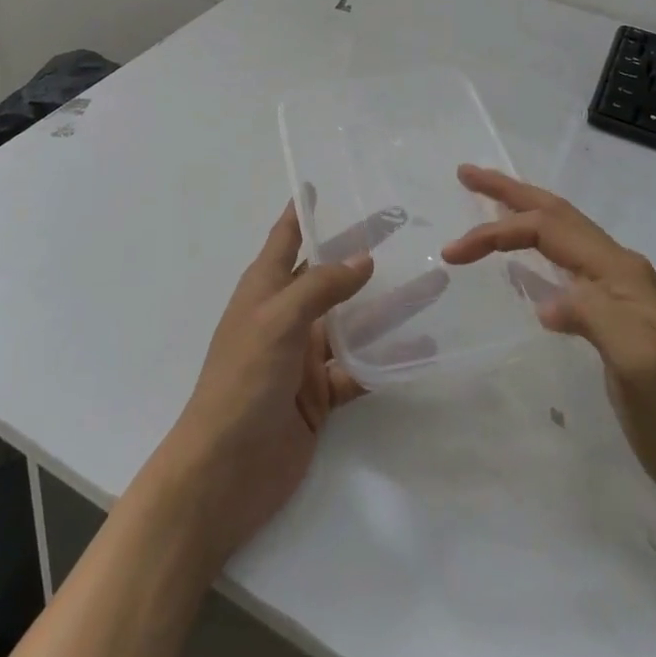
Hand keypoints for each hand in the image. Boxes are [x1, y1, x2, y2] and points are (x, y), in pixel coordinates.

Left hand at [159, 199, 441, 565]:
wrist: (223, 473)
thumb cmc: (242, 381)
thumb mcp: (277, 321)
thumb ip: (321, 287)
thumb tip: (364, 259)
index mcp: (264, 289)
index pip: (285, 238)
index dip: (302, 210)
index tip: (321, 183)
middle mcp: (285, 316)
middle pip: (329, 275)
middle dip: (360, 252)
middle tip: (403, 229)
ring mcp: (303, 357)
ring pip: (352, 322)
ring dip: (388, 306)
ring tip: (432, 284)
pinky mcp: (319, 395)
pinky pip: (359, 369)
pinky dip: (387, 359)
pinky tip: (421, 348)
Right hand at [443, 165, 655, 514]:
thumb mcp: (638, 360)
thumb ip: (593, 315)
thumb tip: (546, 302)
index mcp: (621, 271)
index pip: (548, 229)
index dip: (497, 231)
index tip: (453, 253)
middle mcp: (620, 271)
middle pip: (556, 216)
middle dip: (509, 193)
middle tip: (467, 174)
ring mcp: (620, 295)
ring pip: (562, 237)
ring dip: (522, 216)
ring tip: (488, 203)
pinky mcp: (616, 321)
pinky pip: (567, 268)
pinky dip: (536, 252)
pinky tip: (524, 264)